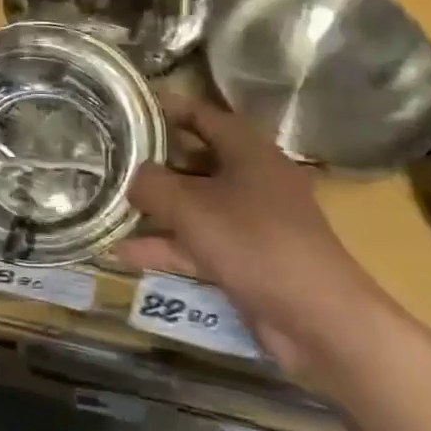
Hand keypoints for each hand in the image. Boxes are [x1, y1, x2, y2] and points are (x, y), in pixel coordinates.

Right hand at [121, 97, 389, 378]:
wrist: (320, 321)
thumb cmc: (255, 242)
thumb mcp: (190, 206)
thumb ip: (150, 184)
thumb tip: (129, 176)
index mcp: (247, 150)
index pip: (200, 114)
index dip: (163, 108)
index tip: (124, 110)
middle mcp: (251, 178)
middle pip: (193, 158)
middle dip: (152, 161)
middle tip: (109, 159)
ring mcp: (250, 220)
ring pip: (194, 203)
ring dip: (155, 208)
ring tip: (109, 205)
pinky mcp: (247, 258)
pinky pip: (199, 242)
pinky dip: (167, 245)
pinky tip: (124, 252)